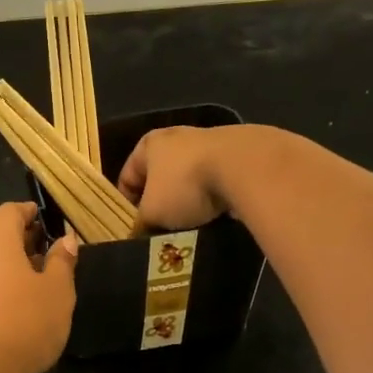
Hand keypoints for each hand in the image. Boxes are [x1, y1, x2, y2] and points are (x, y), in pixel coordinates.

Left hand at [0, 202, 77, 372]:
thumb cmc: (26, 322)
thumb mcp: (57, 291)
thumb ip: (61, 262)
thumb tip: (65, 240)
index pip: (7, 212)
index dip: (26, 212)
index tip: (42, 218)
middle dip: (19, 241)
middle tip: (45, 253)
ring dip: (7, 267)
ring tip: (33, 284)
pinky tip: (13, 308)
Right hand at [117, 125, 245, 230]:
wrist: (245, 167)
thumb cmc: (185, 186)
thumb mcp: (153, 213)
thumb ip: (141, 224)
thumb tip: (138, 235)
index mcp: (149, 144)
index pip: (127, 177)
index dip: (126, 205)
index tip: (133, 229)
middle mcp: (176, 137)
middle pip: (159, 178)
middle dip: (159, 204)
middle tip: (160, 230)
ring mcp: (208, 142)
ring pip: (187, 179)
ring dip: (186, 201)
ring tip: (189, 226)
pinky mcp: (235, 153)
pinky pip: (213, 180)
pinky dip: (211, 197)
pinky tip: (214, 215)